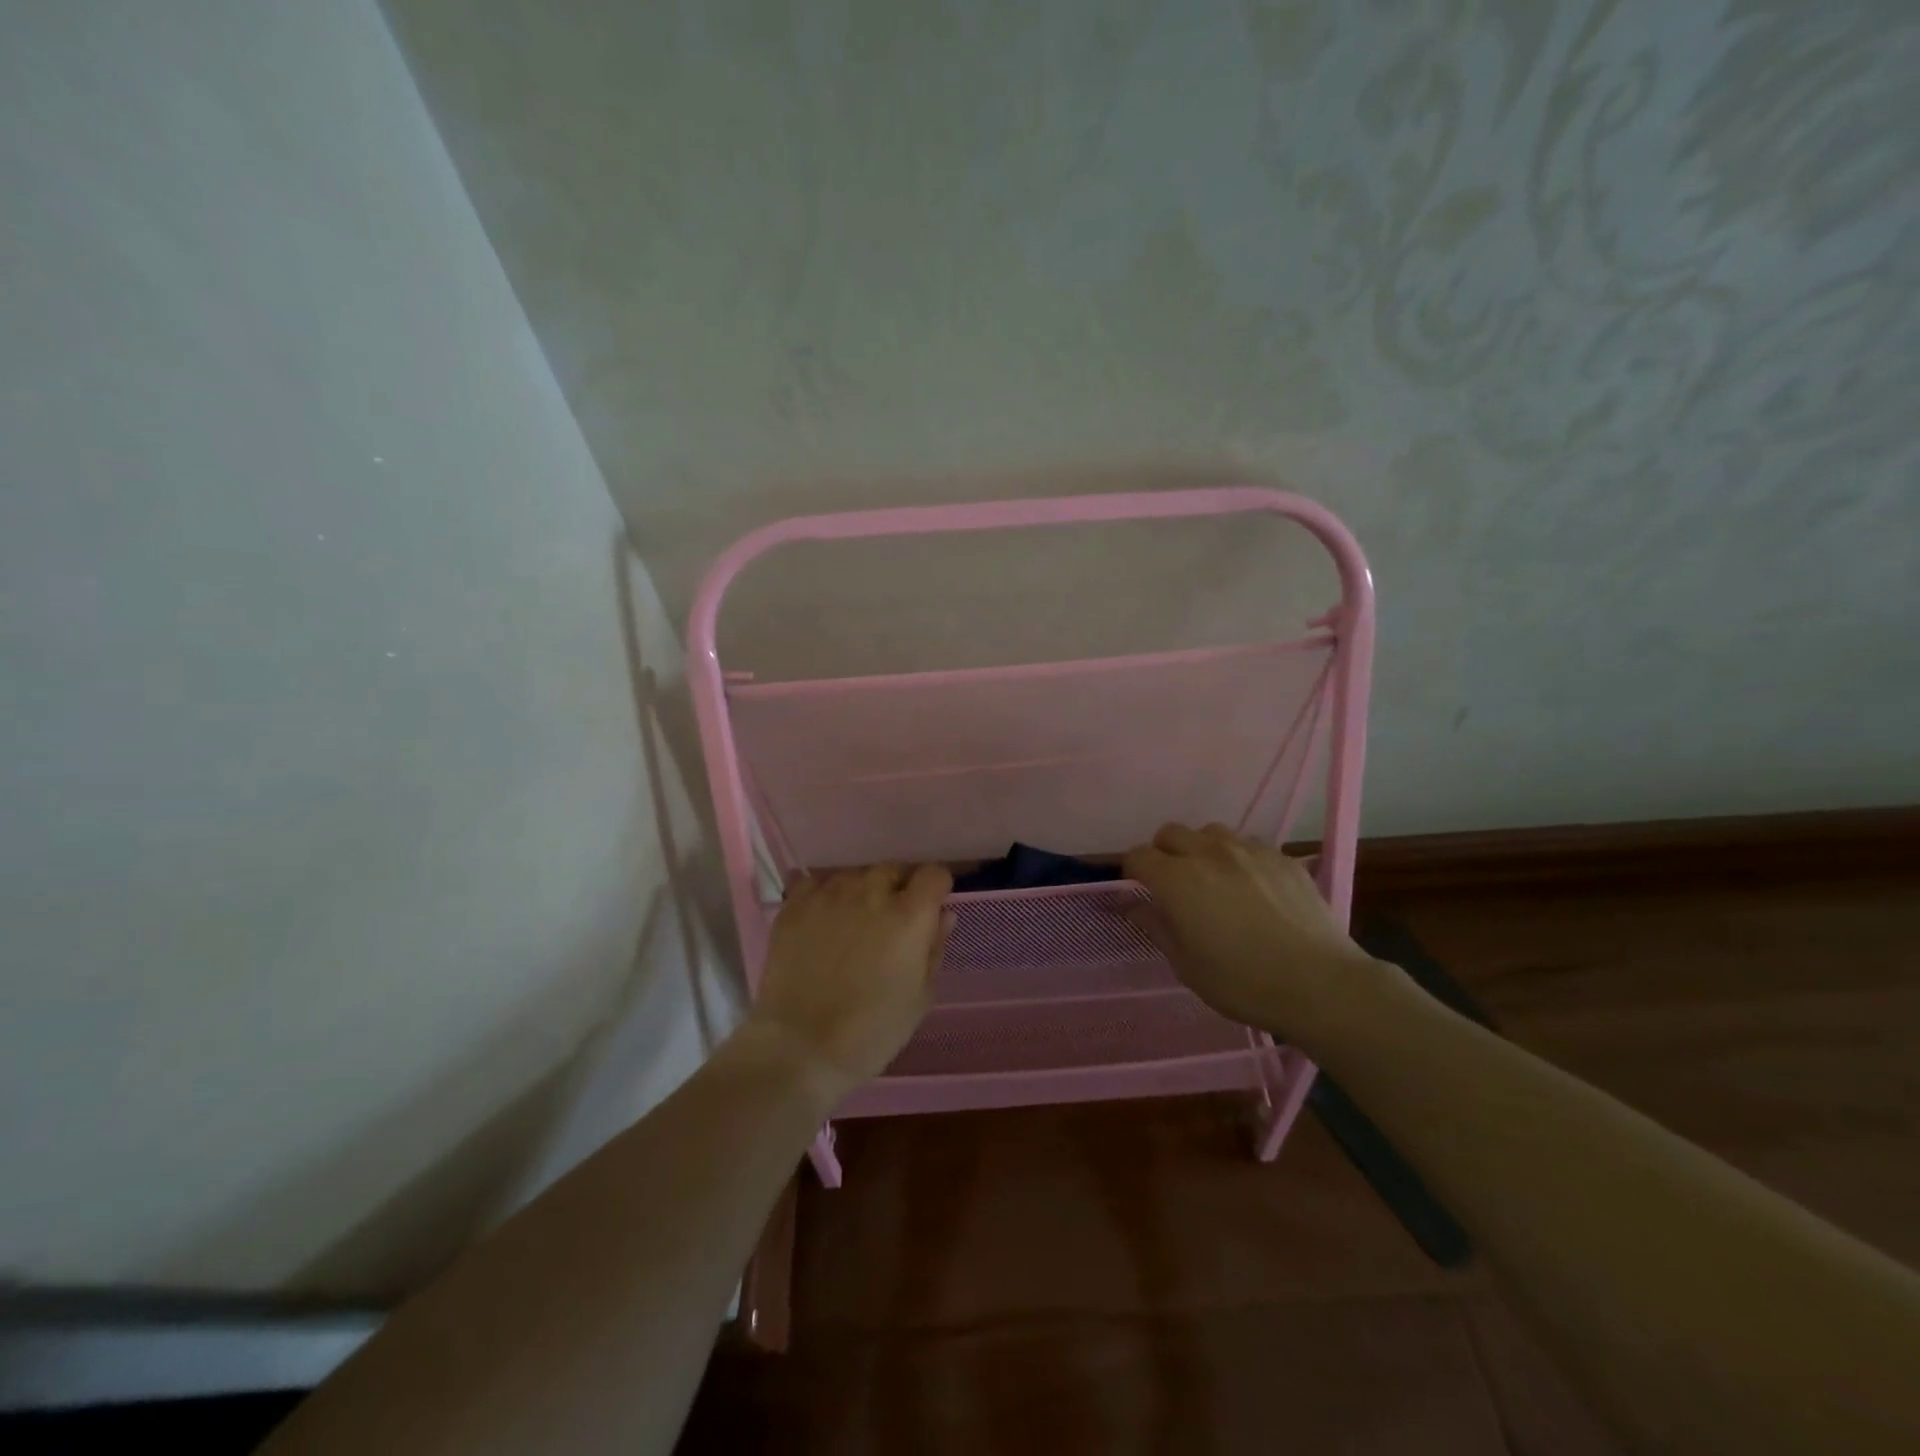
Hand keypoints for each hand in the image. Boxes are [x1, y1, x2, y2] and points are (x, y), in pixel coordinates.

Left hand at [746, 863, 952, 1098]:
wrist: (800, 1047)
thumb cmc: (871, 1031)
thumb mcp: (920, 997)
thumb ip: (934, 948)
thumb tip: (942, 915)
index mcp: (909, 915)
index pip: (933, 873)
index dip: (936, 888)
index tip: (931, 907)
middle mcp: (871, 892)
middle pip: (893, 869)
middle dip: (898, 887)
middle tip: (891, 920)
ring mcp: (829, 894)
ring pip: (854, 873)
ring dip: (861, 890)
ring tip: (854, 918)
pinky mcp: (795, 904)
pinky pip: (816, 881)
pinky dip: (825, 892)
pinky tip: (823, 916)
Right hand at [1124, 823, 1376, 1039]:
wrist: (1320, 984)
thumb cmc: (1242, 982)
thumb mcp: (1186, 965)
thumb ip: (1155, 926)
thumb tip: (1133, 904)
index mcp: (1177, 879)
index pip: (1137, 855)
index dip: (1133, 872)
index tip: (1140, 892)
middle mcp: (1208, 852)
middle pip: (1171, 833)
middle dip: (1164, 853)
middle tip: (1174, 885)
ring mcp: (1249, 850)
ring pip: (1210, 832)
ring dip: (1201, 849)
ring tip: (1214, 879)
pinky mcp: (1282, 857)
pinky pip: (1248, 844)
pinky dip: (1238, 857)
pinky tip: (1252, 887)